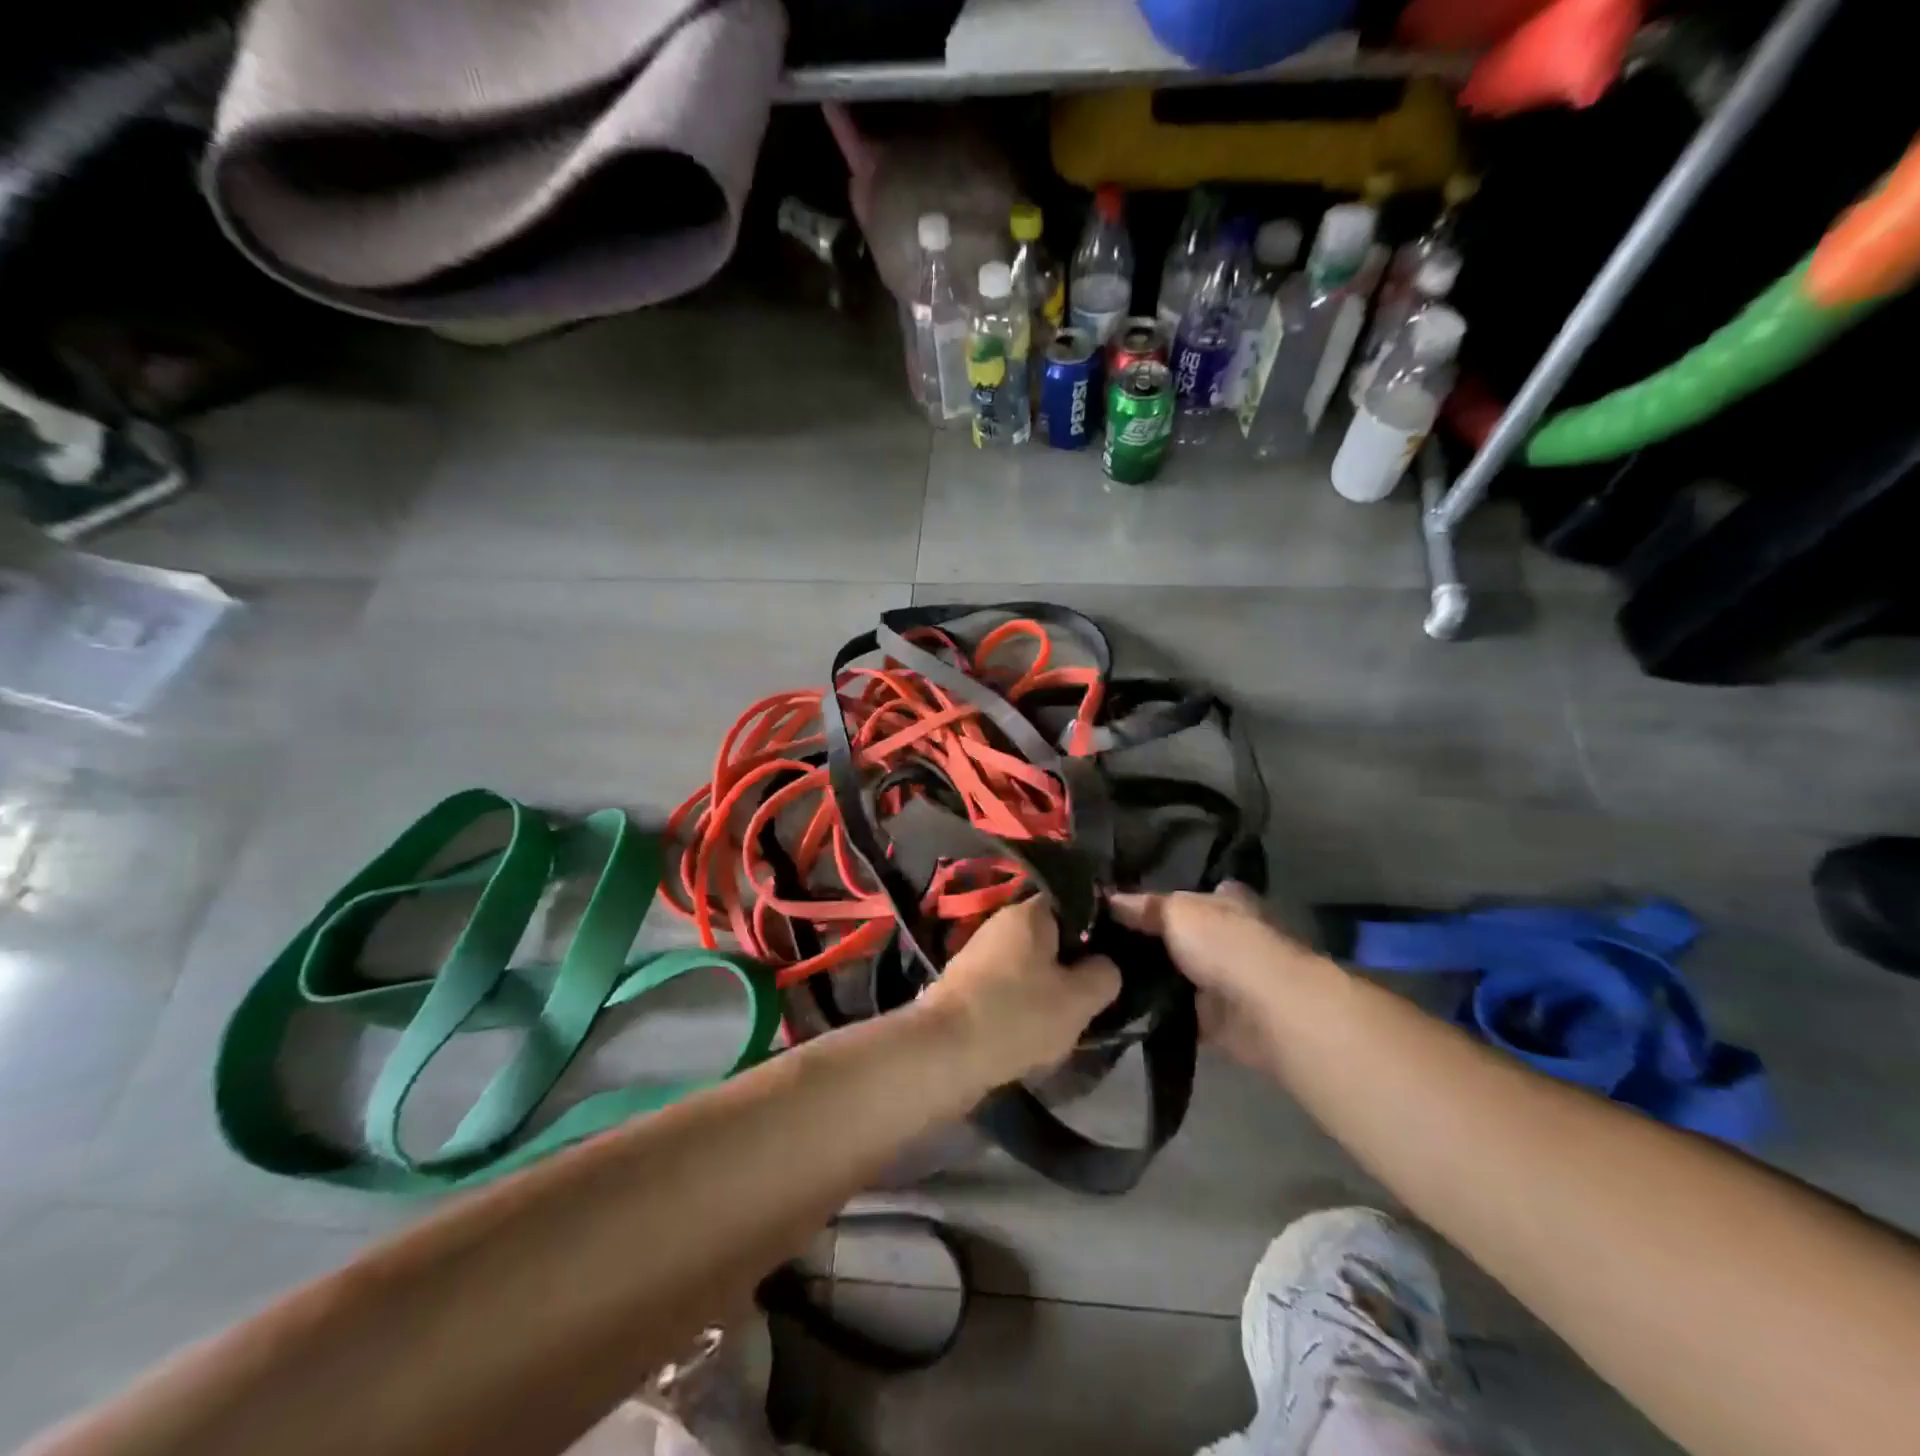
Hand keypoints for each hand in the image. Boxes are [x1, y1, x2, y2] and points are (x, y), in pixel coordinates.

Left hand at [920, 896, 1121, 1086]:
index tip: (1114, 958)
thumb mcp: (1079, 999)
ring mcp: (979, 953)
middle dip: (1071, 966)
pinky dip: (1021, 1007)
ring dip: (1046, 990)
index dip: (1097, 929)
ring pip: (1028, 966)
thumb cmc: (1018, 1014)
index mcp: (1029, 912)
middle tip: (1092, 996)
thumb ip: (1104, 975)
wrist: (944, 1051)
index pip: (1073, 904)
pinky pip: (1006, 988)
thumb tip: (1105, 965)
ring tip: (1065, 1022)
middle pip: (1050, 938)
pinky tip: (1033, 1033)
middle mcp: (1001, 923)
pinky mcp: (965, 985)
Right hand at [1111, 883, 1329, 1074]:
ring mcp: (1224, 979)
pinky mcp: (1217, 1019)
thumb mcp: (1176, 911)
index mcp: (1226, 901)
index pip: (1191, 894)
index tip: (1120, 907)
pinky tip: (1121, 1006)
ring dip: (1150, 978)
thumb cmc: (1224, 944)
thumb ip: (1144, 906)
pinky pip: (1177, 1012)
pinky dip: (1156, 1012)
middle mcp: (1228, 936)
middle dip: (1149, 940)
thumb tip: (1109, 898)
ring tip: (1102, 974)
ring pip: (1177, 974)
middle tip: (1100, 943)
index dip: (1160, 898)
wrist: (1263, 1010)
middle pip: (1181, 935)